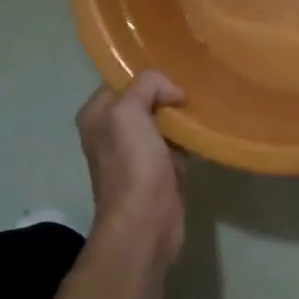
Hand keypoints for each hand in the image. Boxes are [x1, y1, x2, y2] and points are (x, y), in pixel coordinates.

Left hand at [76, 71, 187, 264]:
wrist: (145, 222)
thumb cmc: (132, 164)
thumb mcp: (130, 111)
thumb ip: (147, 85)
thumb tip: (173, 92)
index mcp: (96, 115)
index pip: (122, 80)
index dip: (147, 77)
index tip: (174, 76)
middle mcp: (110, 132)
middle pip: (144, 100)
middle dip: (167, 95)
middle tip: (192, 90)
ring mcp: (134, 153)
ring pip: (161, 122)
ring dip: (180, 117)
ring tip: (201, 108)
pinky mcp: (157, 172)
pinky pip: (174, 144)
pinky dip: (187, 139)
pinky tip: (202, 133)